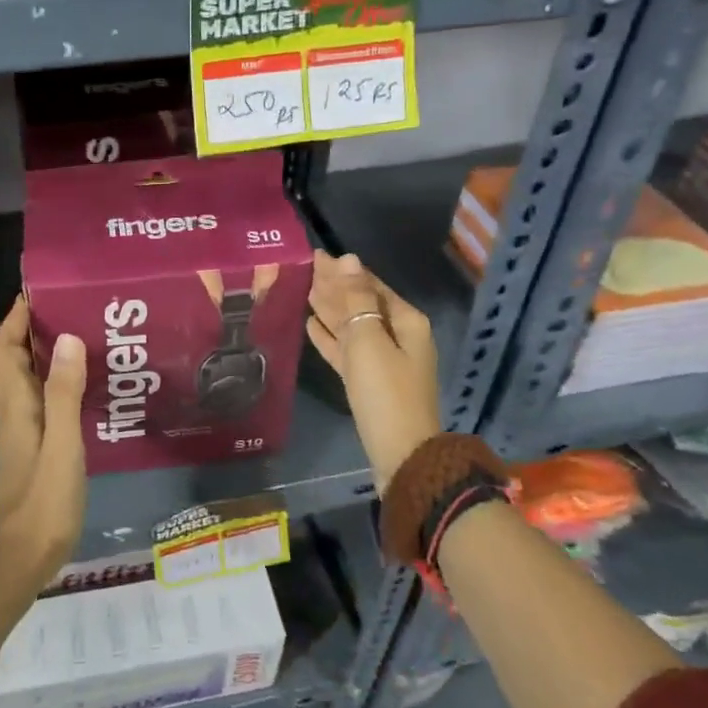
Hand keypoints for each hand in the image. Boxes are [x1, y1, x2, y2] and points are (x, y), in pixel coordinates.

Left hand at [0, 296, 87, 637]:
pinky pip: (37, 397)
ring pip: (21, 377)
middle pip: (6, 358)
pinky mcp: (32, 444)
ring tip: (79, 333)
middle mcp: (12, 411)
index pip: (2, 349)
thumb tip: (66, 337)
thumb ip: (64, 394)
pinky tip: (81, 381)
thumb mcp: (62, 447)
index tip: (39, 291)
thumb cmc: (45, 503)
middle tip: (65, 308)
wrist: (25, 560)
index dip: (14, 318)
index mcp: (15, 406)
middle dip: (26, 328)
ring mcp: (20, 429)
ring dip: (40, 351)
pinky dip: (52, 378)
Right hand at [305, 251, 439, 492]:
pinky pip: (346, 349)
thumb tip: (348, 259)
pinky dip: (329, 336)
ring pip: (351, 325)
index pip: (369, 284)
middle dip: (334, 286)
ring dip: (329, 308)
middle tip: (303, 268)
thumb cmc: (385, 391)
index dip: (342, 270)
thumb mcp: (368, 339)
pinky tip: (310, 325)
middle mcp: (397, 335)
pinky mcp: (368, 380)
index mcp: (405, 321)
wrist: (400, 453)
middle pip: (361, 303)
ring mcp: (383, 359)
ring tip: (303, 290)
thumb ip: (355, 299)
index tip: (314, 255)